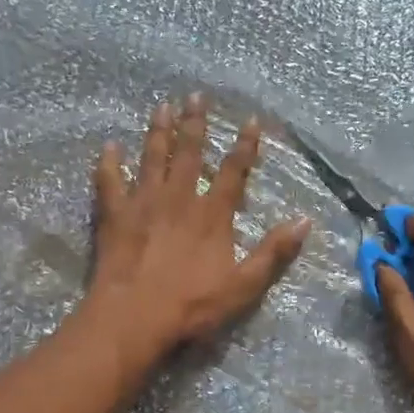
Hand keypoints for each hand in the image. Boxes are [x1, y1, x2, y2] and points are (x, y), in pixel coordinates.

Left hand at [84, 94, 309, 359]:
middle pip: (189, 153)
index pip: (233, 172)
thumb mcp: (244, 286)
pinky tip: (109, 146)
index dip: (244, 146)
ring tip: (162, 106)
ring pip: (152, 158)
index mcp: (212, 215)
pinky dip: (109, 162)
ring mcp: (143, 203)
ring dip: (158, 131)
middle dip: (195, 123)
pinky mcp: (114, 215)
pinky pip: (110, 181)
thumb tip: (305, 221)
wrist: (134, 317)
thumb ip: (273, 252)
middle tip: (196, 95)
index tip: (250, 120)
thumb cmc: (192, 306)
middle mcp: (179, 199)